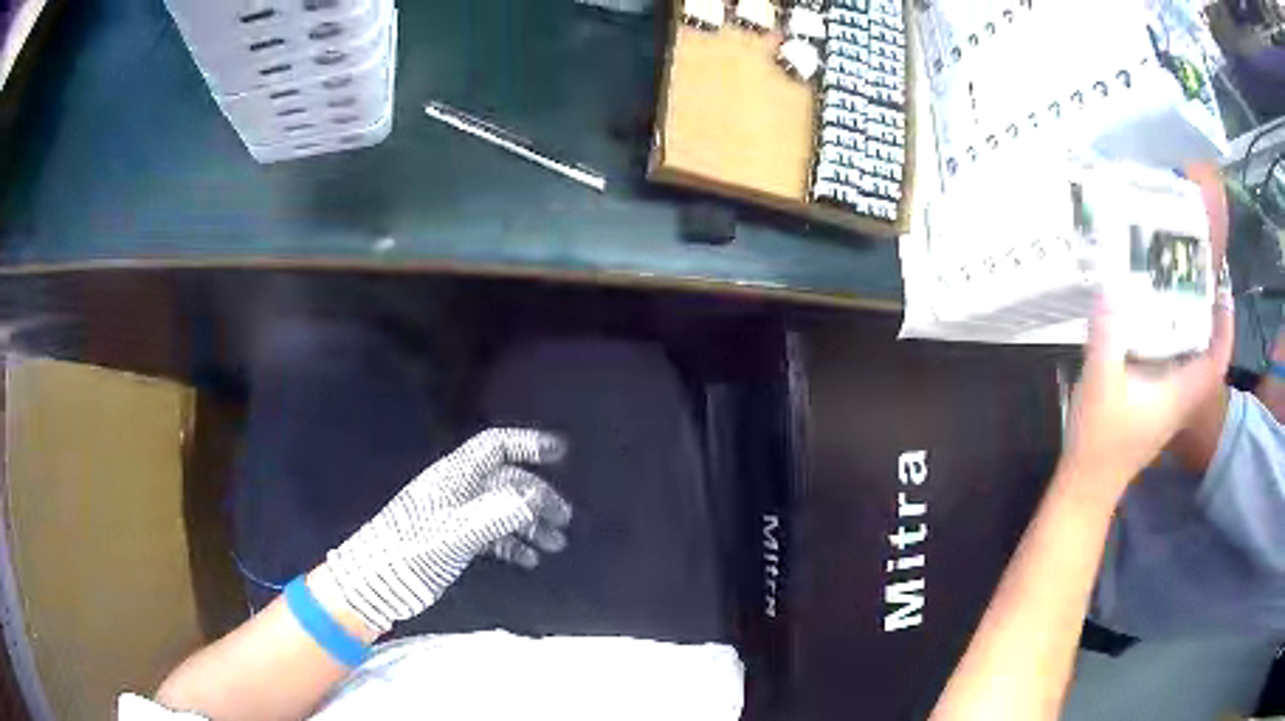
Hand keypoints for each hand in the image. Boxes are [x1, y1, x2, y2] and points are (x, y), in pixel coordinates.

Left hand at [322, 429, 572, 633]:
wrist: (377, 581)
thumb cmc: (411, 551)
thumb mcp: (455, 532)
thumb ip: (496, 514)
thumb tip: (535, 498)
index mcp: (455, 477)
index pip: (495, 447)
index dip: (527, 444)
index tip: (560, 451)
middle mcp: (458, 490)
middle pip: (507, 481)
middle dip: (538, 497)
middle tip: (564, 521)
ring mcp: (456, 516)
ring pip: (503, 510)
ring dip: (530, 524)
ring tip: (555, 544)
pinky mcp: (454, 540)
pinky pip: (492, 534)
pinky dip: (513, 544)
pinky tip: (529, 560)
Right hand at [1061, 291, 1234, 497]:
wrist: (1088, 485)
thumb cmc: (1099, 440)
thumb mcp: (1099, 383)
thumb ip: (1106, 335)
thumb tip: (1109, 285)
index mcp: (1178, 394)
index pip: (1216, 361)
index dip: (1225, 327)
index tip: (1223, 294)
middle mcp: (1181, 401)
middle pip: (1208, 360)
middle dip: (1211, 324)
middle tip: (1202, 287)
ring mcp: (1169, 409)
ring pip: (1194, 368)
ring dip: (1195, 336)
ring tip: (1183, 301)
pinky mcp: (1157, 412)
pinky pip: (1179, 374)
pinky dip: (1178, 350)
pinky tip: (1158, 335)